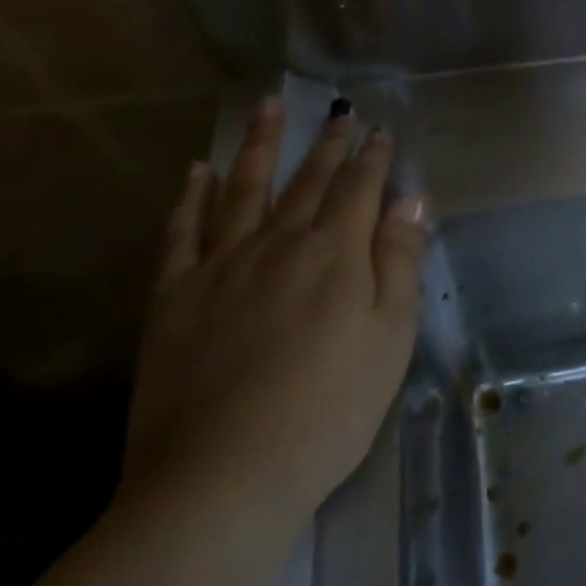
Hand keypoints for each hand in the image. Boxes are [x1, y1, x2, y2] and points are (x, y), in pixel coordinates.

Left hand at [119, 101, 426, 538]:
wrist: (220, 479)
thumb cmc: (327, 412)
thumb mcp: (390, 338)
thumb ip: (400, 261)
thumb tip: (410, 199)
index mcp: (335, 253)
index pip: (360, 188)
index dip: (373, 157)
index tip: (379, 131)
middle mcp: (279, 242)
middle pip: (308, 180)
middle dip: (328, 143)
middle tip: (338, 112)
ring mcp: (222, 264)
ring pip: (245, 188)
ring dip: (260, 144)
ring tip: (267, 106)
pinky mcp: (175, 295)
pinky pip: (183, 231)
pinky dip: (192, 197)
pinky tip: (197, 171)